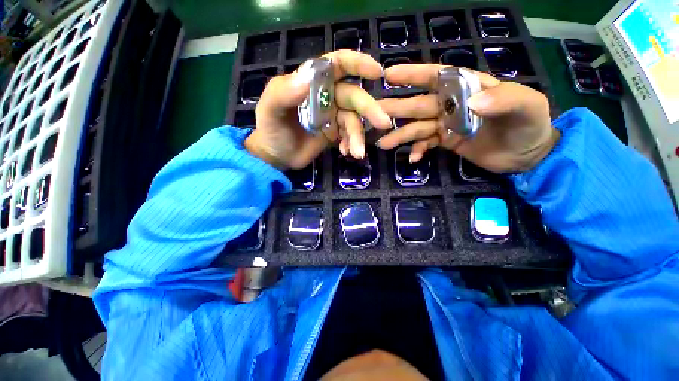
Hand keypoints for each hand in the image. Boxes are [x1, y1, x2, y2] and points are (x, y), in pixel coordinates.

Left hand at [245, 50, 392, 169]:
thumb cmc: (271, 130)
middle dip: (369, 109)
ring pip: (354, 120)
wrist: (277, 156)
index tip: (377, 72)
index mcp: (311, 83)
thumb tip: (307, 79)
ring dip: (358, 136)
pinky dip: (352, 144)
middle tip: (383, 124)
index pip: (337, 65)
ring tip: (357, 153)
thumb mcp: (270, 110)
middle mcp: (326, 96)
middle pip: (354, 96)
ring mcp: (333, 116)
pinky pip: (351, 135)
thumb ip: (283, 93)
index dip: (358, 63)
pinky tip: (347, 153)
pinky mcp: (336, 133)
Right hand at [376, 64, 559, 172]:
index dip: (412, 75)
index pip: (436, 77)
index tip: (388, 76)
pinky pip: (426, 145)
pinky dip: (417, 150)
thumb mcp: (527, 106)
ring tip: (383, 143)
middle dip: (396, 109)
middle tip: (374, 114)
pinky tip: (412, 158)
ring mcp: (446, 125)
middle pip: (418, 105)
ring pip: (417, 128)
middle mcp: (451, 105)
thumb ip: (503, 99)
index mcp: (467, 88)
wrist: (527, 155)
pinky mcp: (445, 142)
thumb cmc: (530, 125)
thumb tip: (473, 103)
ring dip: (400, 135)